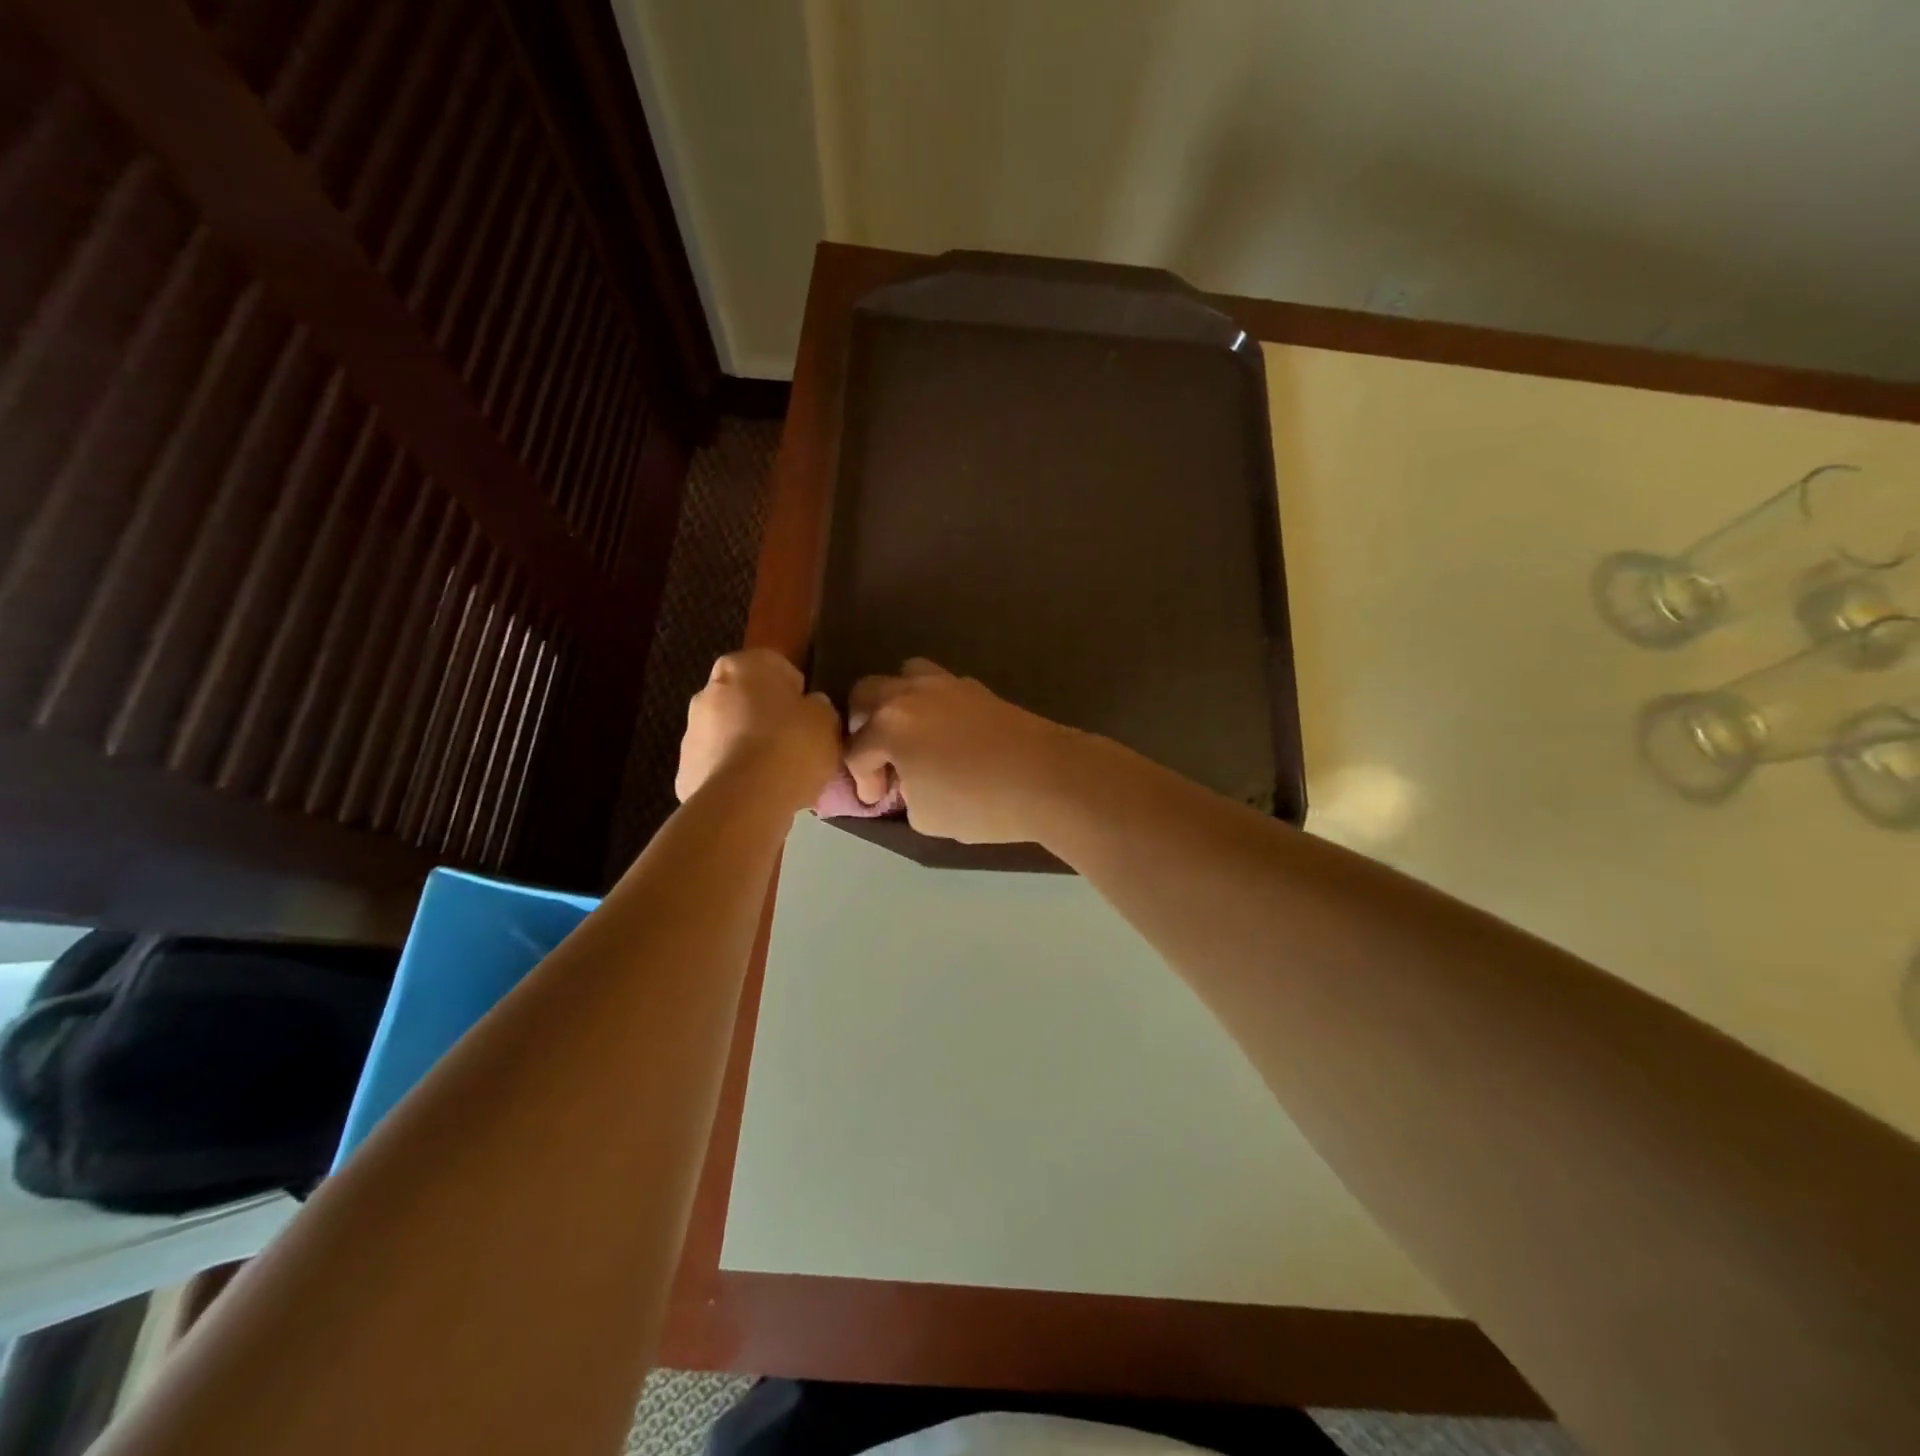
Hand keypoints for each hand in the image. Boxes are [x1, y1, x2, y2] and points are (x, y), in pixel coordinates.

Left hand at [676, 651, 840, 810]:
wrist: (745, 801)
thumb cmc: (791, 745)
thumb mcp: (826, 720)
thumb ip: (817, 707)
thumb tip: (809, 708)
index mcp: (745, 666)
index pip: (777, 668)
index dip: (797, 694)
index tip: (810, 719)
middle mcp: (709, 690)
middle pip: (747, 700)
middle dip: (767, 719)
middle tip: (794, 746)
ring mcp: (691, 731)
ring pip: (730, 734)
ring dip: (748, 747)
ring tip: (777, 777)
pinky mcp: (684, 769)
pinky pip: (719, 766)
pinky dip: (735, 776)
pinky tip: (757, 794)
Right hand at [843, 660, 1082, 842]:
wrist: (1048, 778)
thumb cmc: (979, 803)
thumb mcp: (926, 816)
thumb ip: (905, 793)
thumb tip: (908, 782)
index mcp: (890, 725)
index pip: (857, 750)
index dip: (861, 780)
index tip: (875, 800)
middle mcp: (911, 694)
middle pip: (867, 693)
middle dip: (863, 725)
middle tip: (878, 757)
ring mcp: (946, 685)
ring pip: (904, 676)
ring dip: (894, 702)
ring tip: (906, 733)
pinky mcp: (977, 688)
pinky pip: (938, 685)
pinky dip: (928, 704)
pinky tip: (942, 732)